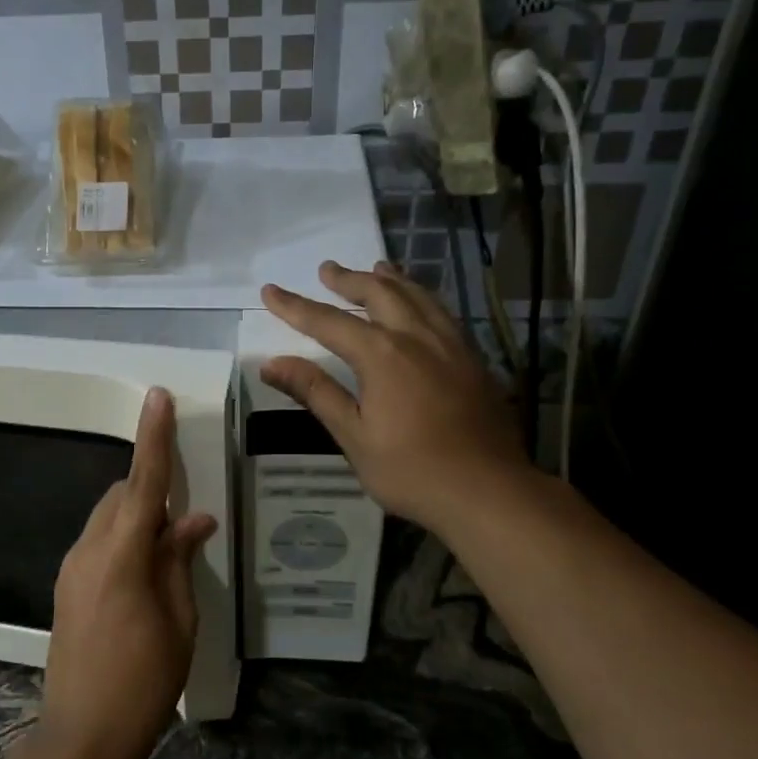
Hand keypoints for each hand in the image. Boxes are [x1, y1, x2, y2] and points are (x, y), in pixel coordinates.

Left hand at [41, 387, 216, 758]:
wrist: (83, 735)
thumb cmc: (144, 681)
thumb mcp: (179, 621)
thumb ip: (179, 561)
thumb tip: (194, 520)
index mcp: (121, 556)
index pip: (144, 483)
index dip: (154, 438)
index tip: (159, 397)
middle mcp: (88, 551)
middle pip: (122, 495)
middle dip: (151, 488)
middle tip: (185, 516)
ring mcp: (71, 568)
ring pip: (107, 516)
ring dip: (137, 515)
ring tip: (169, 548)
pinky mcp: (66, 587)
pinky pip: (98, 541)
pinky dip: (123, 537)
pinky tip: (145, 570)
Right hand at [260, 261, 534, 536]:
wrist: (488, 490)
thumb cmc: (411, 470)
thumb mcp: (353, 435)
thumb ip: (315, 392)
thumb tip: (271, 364)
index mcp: (382, 355)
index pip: (328, 321)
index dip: (296, 306)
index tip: (270, 290)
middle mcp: (417, 337)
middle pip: (379, 294)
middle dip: (349, 279)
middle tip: (327, 270)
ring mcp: (451, 345)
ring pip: (418, 296)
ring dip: (390, 279)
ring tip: (376, 268)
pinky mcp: (474, 359)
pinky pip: (442, 313)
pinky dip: (422, 297)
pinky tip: (421, 306)